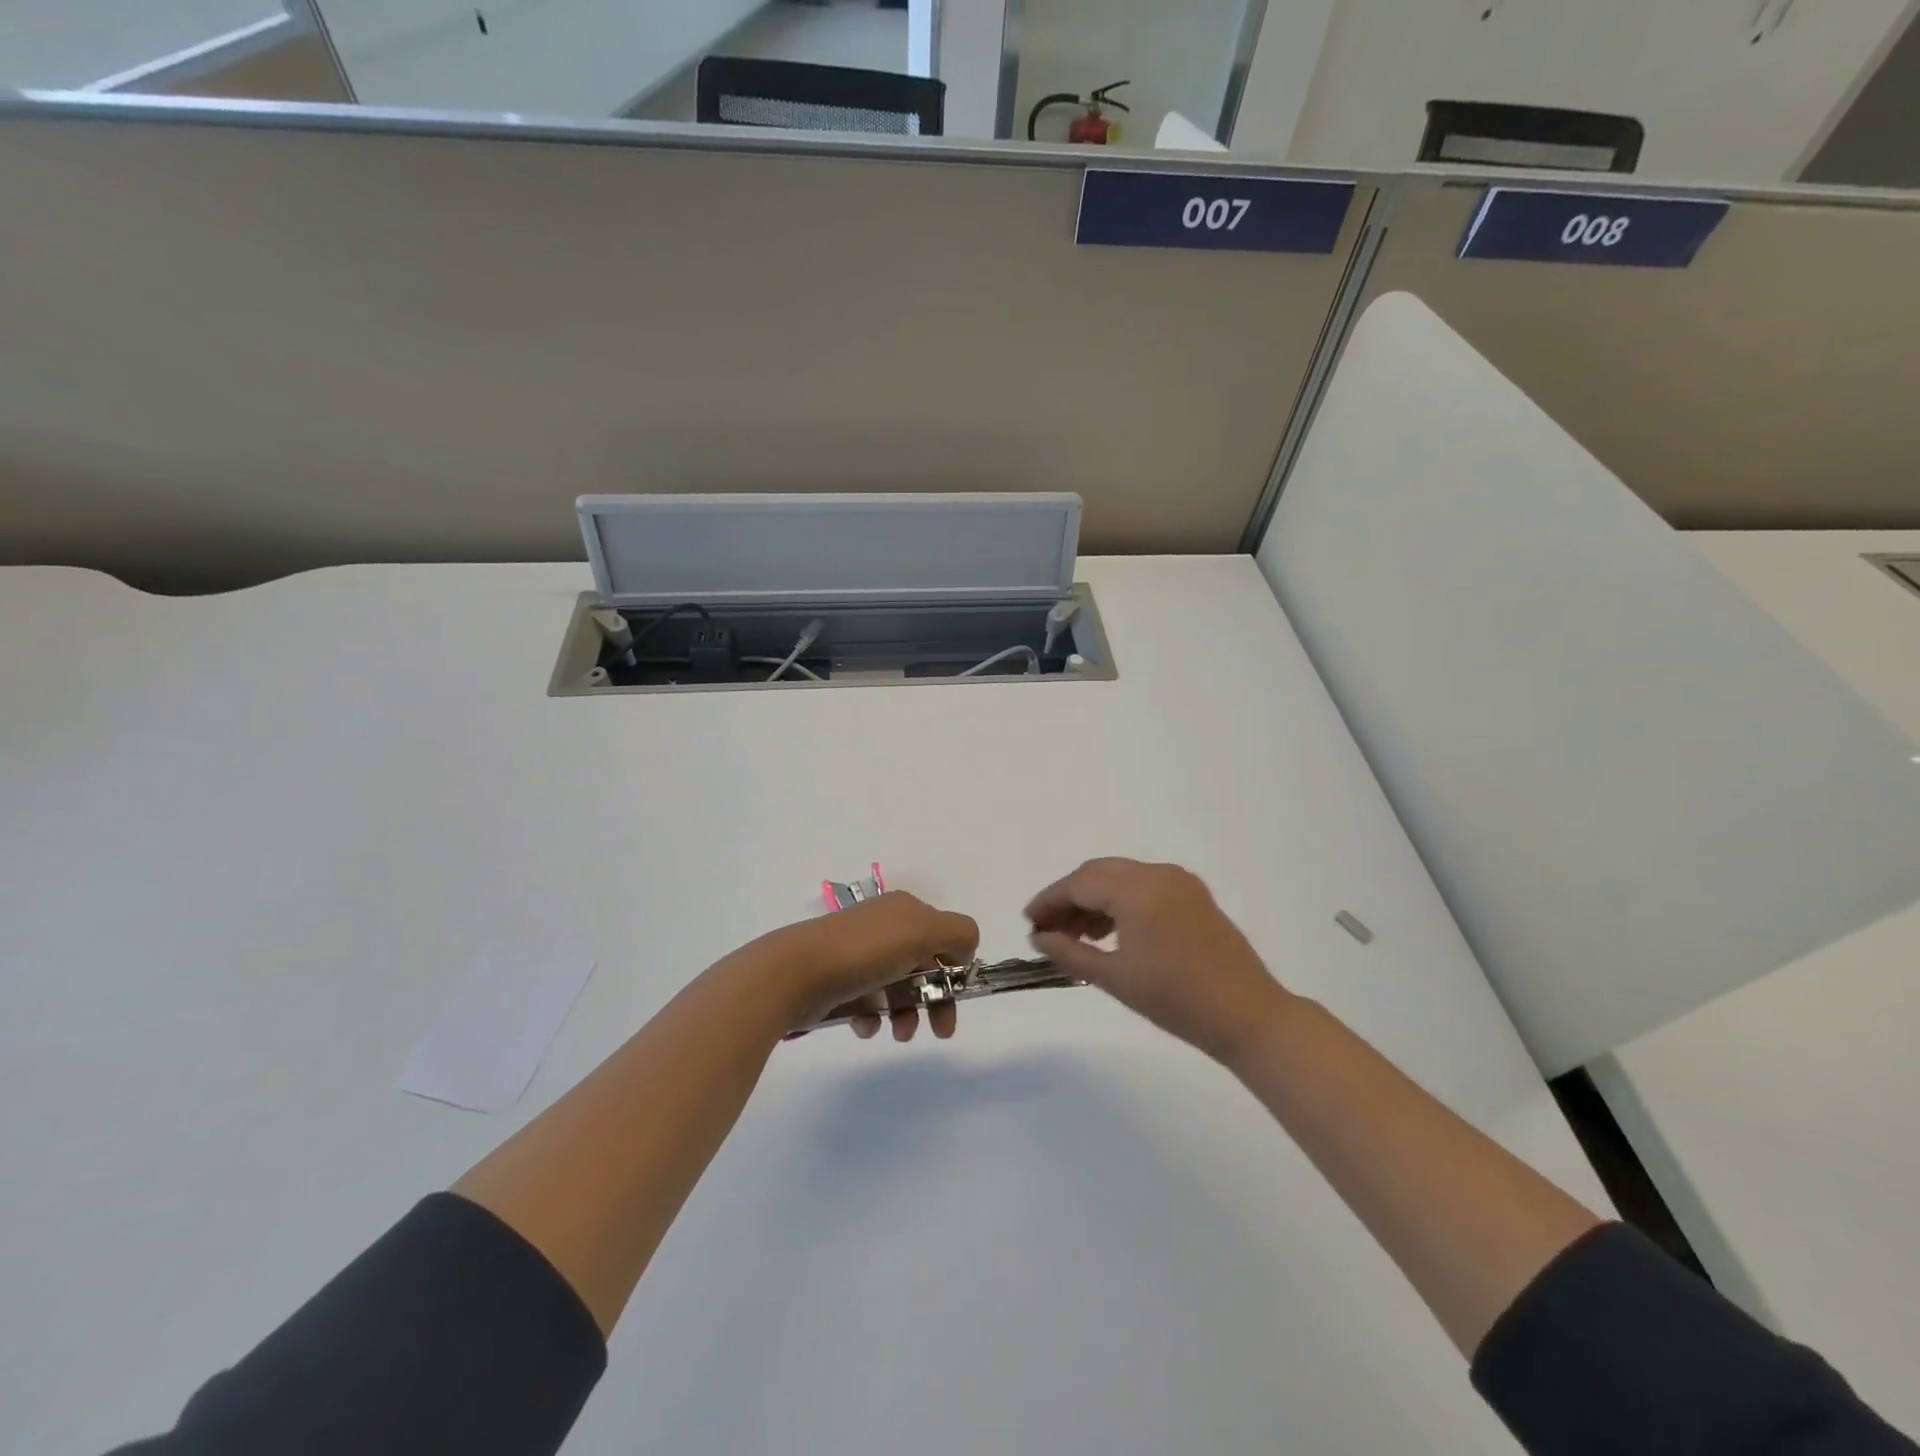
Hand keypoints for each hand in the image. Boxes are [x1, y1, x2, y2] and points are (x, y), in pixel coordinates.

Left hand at [749, 892, 978, 1042]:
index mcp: (905, 910)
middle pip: (924, 965)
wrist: (795, 972)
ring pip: (897, 988)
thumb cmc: (865, 951)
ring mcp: (859, 954)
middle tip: (942, 1031)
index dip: (955, 966)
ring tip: (898, 1033)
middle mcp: (884, 927)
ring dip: (906, 1014)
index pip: (944, 935)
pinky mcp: (838, 981)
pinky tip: (865, 1025)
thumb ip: (958, 933)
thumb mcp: (923, 931)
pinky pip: (868, 1002)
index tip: (957, 994)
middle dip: (936, 999)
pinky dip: (873, 1017)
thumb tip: (966, 949)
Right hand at [1025, 858, 1292, 1067]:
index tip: (1028, 921)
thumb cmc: (1176, 1000)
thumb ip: (1070, 952)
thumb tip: (1039, 937)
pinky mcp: (1194, 895)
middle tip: (1048, 929)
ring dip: (1094, 899)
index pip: (1079, 883)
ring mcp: (1180, 881)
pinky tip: (1110, 931)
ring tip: (1076, 935)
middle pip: (1098, 873)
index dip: (1049, 900)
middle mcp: (1158, 874)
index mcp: (1137, 889)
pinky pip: (1145, 885)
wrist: (1248, 1016)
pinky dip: (1121, 901)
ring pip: (1122, 877)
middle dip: (1069, 897)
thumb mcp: (1115, 978)